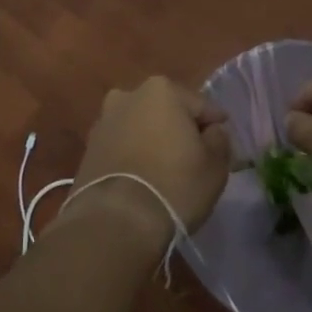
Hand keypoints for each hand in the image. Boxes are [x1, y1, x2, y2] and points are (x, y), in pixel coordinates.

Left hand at [60, 76, 232, 248]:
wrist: (116, 221)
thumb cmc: (175, 185)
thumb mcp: (215, 164)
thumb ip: (219, 139)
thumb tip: (211, 131)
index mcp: (161, 90)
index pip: (200, 105)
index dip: (214, 125)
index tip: (222, 142)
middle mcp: (127, 96)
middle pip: (166, 111)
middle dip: (179, 128)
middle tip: (194, 155)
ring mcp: (103, 122)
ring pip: (140, 127)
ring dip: (153, 140)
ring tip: (166, 169)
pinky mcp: (88, 149)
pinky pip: (121, 146)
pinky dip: (133, 156)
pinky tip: (143, 178)